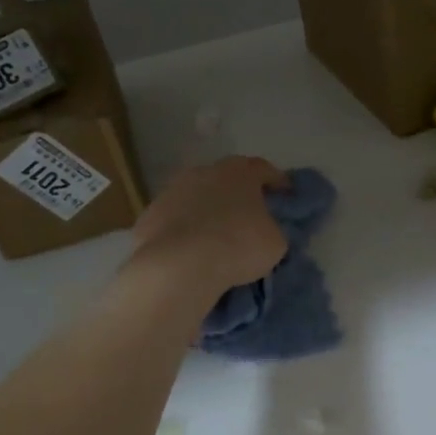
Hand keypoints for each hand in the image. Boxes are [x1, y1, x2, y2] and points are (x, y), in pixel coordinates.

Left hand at [130, 156, 289, 293]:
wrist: (180, 265)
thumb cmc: (238, 245)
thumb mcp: (275, 241)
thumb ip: (273, 227)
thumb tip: (265, 229)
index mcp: (239, 172)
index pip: (264, 169)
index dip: (277, 182)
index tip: (286, 197)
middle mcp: (204, 172)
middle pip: (227, 178)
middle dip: (239, 194)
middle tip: (250, 215)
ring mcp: (172, 191)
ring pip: (197, 197)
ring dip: (208, 210)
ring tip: (216, 235)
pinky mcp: (149, 214)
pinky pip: (175, 219)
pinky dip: (184, 229)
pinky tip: (190, 249)